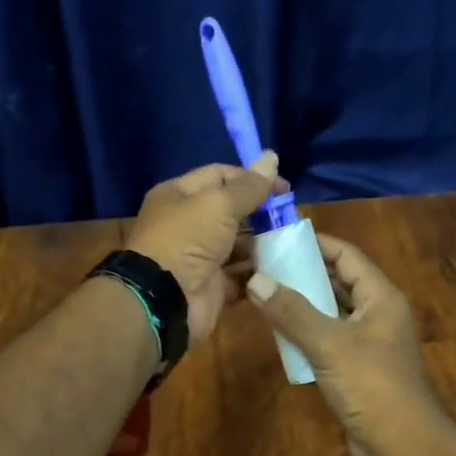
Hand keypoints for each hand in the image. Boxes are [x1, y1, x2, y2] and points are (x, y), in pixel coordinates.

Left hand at [124, 152, 288, 342]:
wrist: (164, 299)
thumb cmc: (187, 238)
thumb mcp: (219, 203)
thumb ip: (249, 185)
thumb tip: (272, 156)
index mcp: (179, 196)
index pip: (219, 176)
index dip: (251, 178)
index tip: (283, 188)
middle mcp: (187, 224)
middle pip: (230, 211)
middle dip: (260, 213)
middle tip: (291, 216)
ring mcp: (199, 258)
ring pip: (238, 245)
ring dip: (264, 243)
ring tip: (292, 242)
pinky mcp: (212, 287)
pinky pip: (241, 276)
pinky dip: (260, 273)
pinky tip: (283, 268)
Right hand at [245, 232, 446, 455]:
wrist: (403, 446)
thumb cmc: (372, 386)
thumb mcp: (329, 344)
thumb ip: (292, 311)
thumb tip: (256, 279)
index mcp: (381, 297)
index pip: (347, 255)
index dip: (316, 243)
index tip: (279, 237)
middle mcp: (378, 313)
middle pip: (339, 280)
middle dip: (304, 272)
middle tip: (264, 265)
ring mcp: (370, 341)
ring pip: (333, 310)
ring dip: (304, 303)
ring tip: (266, 293)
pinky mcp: (360, 367)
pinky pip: (331, 338)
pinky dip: (308, 332)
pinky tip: (281, 334)